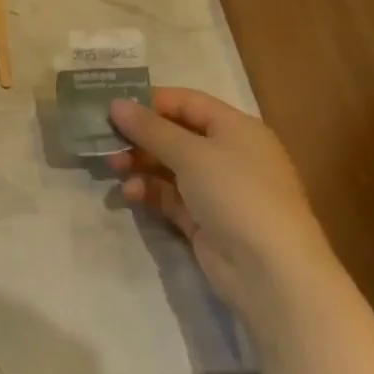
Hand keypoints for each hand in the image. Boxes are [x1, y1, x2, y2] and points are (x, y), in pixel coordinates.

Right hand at [108, 88, 342, 325]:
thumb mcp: (191, 154)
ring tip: (112, 167)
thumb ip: (150, 128)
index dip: (150, 101)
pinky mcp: (205, 220)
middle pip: (175, 134)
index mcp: (236, 128)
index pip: (187, 102)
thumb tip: (115, 104)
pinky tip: (130, 194)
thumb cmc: (236, 195)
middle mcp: (228, 154)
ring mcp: (217, 190)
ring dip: (139, 164)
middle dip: (139, 136)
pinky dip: (149, 191)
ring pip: (169, 166)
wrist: (271, 272)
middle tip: (102, 139)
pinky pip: (170, 196)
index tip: (111, 106)